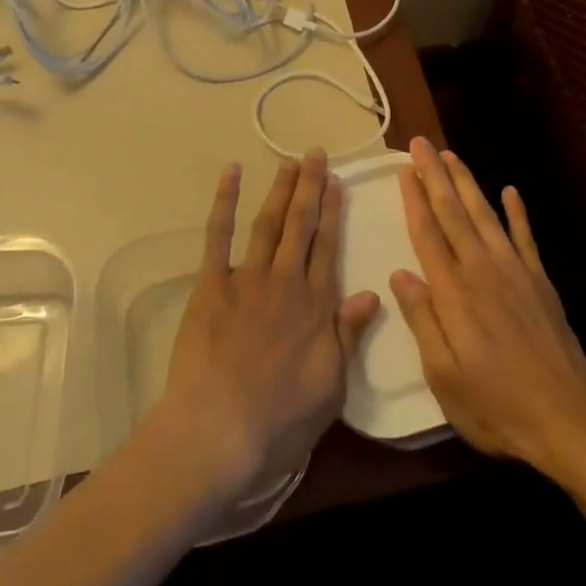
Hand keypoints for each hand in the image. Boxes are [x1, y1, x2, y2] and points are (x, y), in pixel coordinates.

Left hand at [152, 149, 380, 501]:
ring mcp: (247, 279)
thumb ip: (349, 335)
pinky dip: (225, 201)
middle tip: (315, 154)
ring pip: (269, 223)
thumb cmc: (280, 420)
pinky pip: (219, 235)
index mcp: (316, 305)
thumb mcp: (331, 387)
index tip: (337, 182)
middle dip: (310, 187)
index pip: (328, 247)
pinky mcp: (211, 285)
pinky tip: (231, 173)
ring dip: (280, 190)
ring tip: (289, 162)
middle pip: (301, 225)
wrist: (218, 432)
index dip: (333, 212)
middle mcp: (286, 281)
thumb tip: (373, 292)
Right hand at [390, 136, 585, 473]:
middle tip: (420, 143)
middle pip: (453, 212)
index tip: (403, 169)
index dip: (414, 199)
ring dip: (466, 182)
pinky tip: (510, 190)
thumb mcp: (444, 377)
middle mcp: (481, 270)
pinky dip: (517, 211)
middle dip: (435, 175)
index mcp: (454, 293)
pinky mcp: (539, 280)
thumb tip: (400, 273)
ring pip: (484, 215)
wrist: (567, 418)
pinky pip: (525, 236)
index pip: (427, 234)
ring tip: (451, 154)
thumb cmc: (496, 406)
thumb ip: (422, 320)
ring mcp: (514, 271)